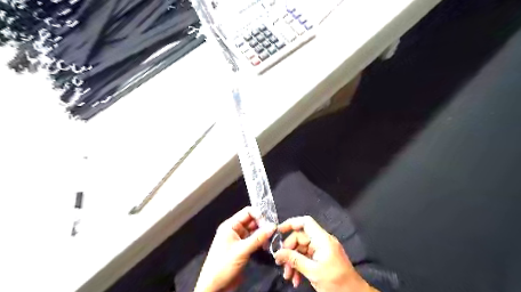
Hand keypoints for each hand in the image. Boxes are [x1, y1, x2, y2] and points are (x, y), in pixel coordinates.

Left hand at [194, 207, 276, 291]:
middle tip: (273, 231)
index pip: (247, 212)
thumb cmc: (222, 266)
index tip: (269, 223)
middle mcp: (235, 230)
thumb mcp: (241, 250)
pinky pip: (254, 240)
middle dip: (263, 224)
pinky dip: (261, 241)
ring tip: (272, 239)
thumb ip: (258, 238)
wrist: (214, 287)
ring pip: (254, 230)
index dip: (259, 215)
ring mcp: (239, 239)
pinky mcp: (243, 248)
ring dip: (263, 234)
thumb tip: (272, 226)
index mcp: (230, 225)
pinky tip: (267, 245)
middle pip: (252, 220)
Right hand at [273, 215, 378, 291]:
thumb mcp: (312, 271)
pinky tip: (296, 279)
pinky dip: (300, 266)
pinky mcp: (322, 258)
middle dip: (289, 251)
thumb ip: (294, 260)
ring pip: (302, 249)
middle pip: (300, 238)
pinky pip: (307, 257)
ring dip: (293, 261)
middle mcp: (322, 241)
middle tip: (280, 263)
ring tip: (288, 276)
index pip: (305, 222)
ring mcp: (322, 249)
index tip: (278, 231)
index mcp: (322, 239)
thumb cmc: (336, 282)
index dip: (291, 223)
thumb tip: (277, 253)